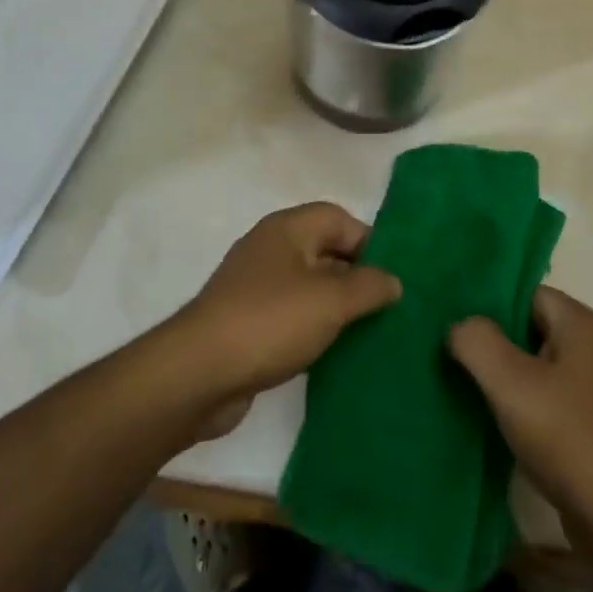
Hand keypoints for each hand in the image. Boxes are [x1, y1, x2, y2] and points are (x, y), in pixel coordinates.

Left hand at [171, 203, 400, 438]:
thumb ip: (369, 286)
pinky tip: (332, 353)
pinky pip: (291, 316)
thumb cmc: (270, 321)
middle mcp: (269, 250)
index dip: (369, 242)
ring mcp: (254, 287)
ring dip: (336, 307)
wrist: (199, 373)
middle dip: (356, 277)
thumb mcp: (331, 301)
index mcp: (287, 229)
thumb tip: (393, 281)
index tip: (392, 278)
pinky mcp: (247, 323)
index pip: (338, 218)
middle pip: (324, 251)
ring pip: (308, 287)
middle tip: (387, 308)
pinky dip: (313, 329)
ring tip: (368, 333)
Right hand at [448, 287, 592, 534]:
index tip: (456, 325)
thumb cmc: (566, 435)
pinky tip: (497, 422)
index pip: (525, 293)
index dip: (489, 306)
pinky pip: (549, 398)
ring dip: (506, 377)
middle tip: (454, 356)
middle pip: (530, 328)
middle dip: (494, 342)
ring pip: (538, 365)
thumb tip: (459, 327)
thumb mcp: (509, 381)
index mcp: (580, 323)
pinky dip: (524, 404)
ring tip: (467, 388)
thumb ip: (476, 341)